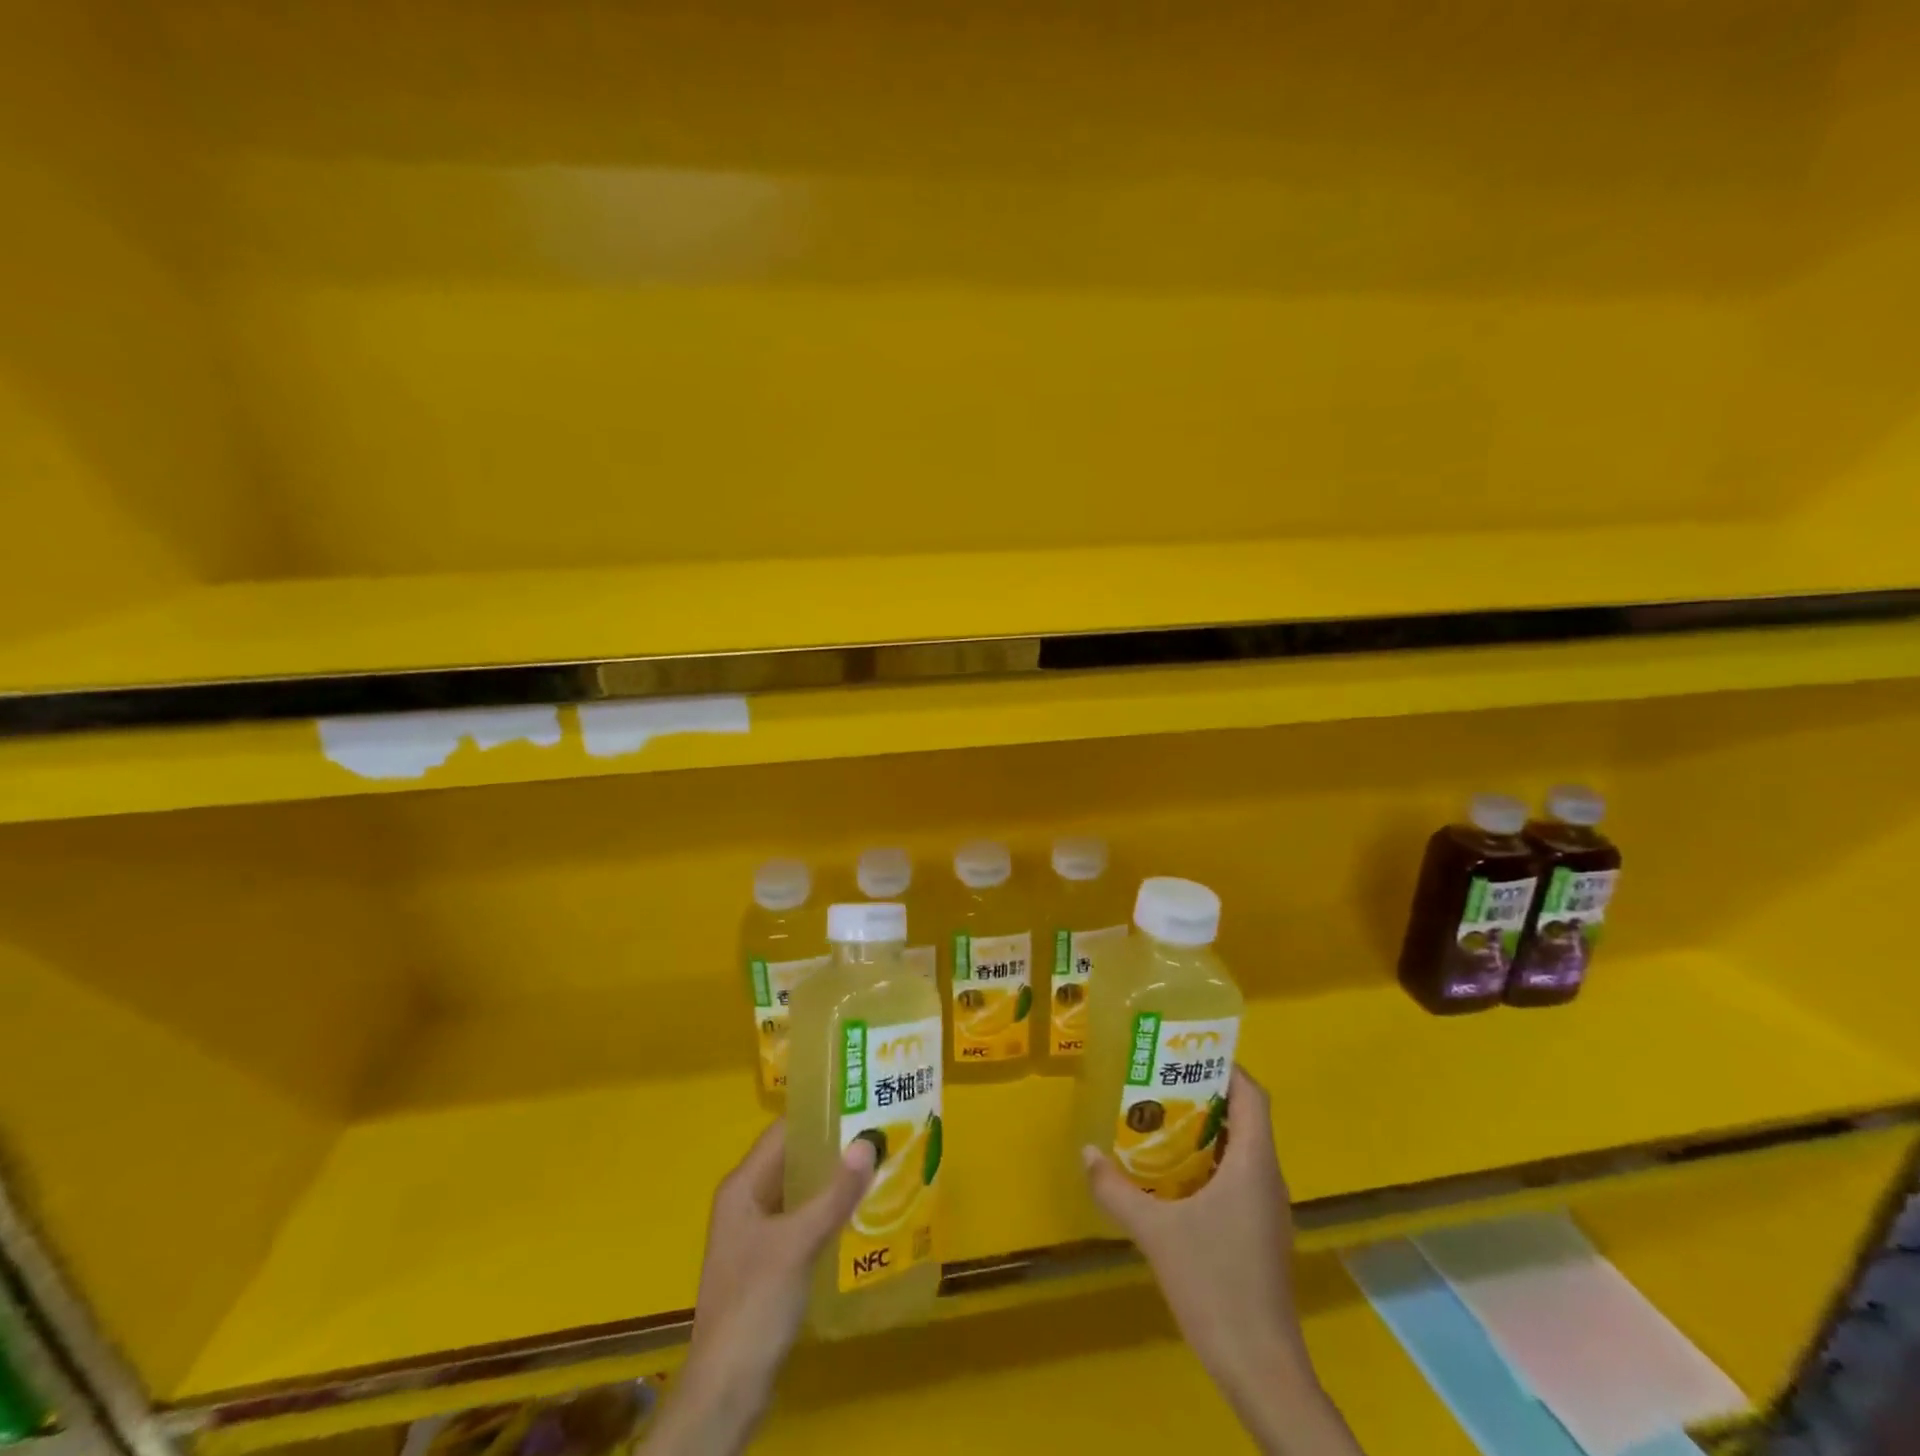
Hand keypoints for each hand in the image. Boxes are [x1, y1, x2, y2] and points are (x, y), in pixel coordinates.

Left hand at [647, 1123, 875, 1454]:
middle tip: (879, 1131)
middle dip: (832, 1147)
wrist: (726, 1392)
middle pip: (792, 1160)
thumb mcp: (799, 1244)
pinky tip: (860, 1213)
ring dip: (832, 1181)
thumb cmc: (755, 1305)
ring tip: (878, 1165)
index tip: (859, 1101)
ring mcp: (756, 1235)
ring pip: (799, 1192)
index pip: (782, 1132)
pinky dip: (827, 1212)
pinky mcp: (768, 1264)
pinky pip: (801, 1222)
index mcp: (742, 1187)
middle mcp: (746, 1202)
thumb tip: (868, 1140)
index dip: (818, 1115)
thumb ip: (835, 1193)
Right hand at [1083, 1068, 1361, 1455]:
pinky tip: (1174, 1180)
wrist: (1262, 1371)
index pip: (1252, 1095)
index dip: (1226, 1067)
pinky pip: (1238, 1178)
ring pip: (1241, 1150)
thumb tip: (1086, 1152)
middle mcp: (1267, 1178)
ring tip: (1158, 1122)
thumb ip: (1116, 1190)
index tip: (1186, 1052)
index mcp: (1254, 1163)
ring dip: (1205, 1131)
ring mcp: (1268, 1209)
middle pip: (1245, 1118)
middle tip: (1158, 1083)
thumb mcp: (1155, 1233)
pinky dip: (1209, 1165)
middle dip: (1204, 1095)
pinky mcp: (1261, 1234)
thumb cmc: (1215, 1285)